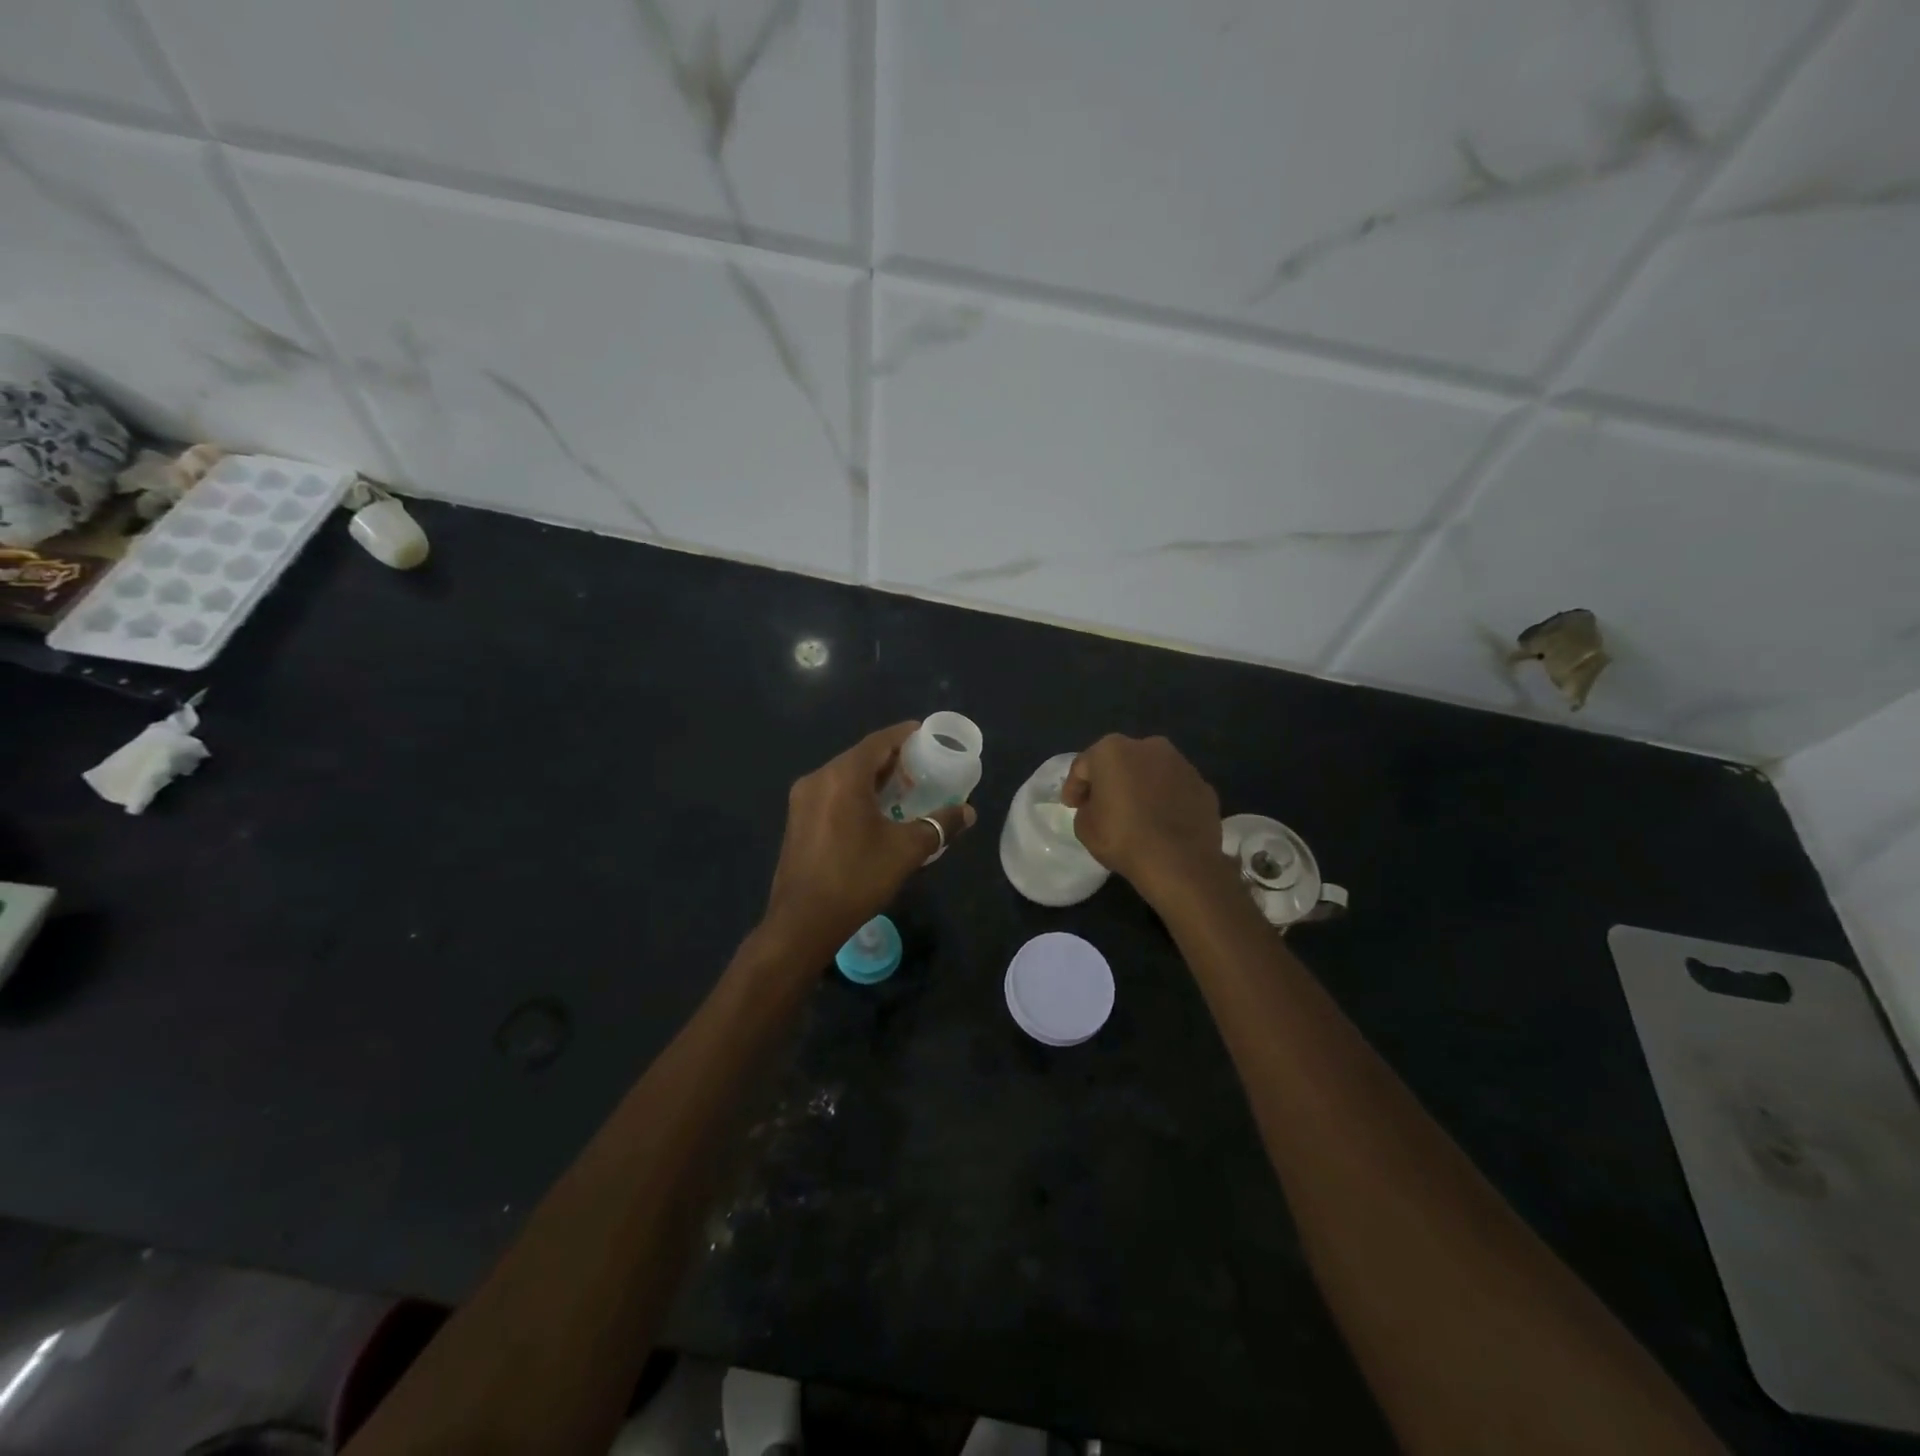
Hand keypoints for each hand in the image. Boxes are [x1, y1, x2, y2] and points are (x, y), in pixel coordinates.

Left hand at [762, 722, 975, 959]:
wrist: (802, 922)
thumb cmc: (856, 878)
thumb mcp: (906, 850)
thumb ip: (939, 825)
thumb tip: (968, 812)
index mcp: (843, 776)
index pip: (879, 741)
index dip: (904, 735)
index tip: (927, 734)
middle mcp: (819, 778)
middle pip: (860, 757)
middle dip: (892, 759)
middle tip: (922, 767)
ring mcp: (803, 799)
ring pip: (844, 776)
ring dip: (874, 778)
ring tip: (904, 790)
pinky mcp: (797, 820)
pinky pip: (832, 793)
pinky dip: (856, 793)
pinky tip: (875, 813)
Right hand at [1061, 734, 1228, 906]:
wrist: (1180, 862)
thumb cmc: (1123, 838)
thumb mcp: (1084, 827)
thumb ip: (1087, 807)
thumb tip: (1099, 805)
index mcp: (1112, 750)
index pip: (1084, 766)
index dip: (1075, 787)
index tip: (1072, 806)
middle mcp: (1149, 746)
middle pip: (1121, 761)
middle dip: (1111, 780)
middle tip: (1103, 805)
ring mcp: (1181, 764)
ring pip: (1152, 772)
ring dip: (1141, 787)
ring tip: (1137, 814)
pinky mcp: (1203, 785)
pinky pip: (1175, 790)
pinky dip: (1166, 800)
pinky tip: (1162, 822)